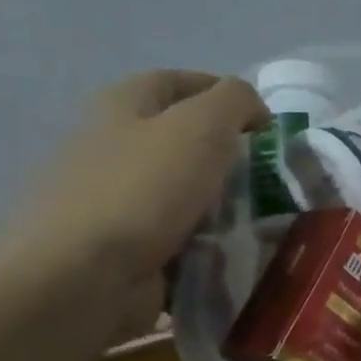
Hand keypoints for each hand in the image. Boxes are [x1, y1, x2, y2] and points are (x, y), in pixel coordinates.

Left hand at [0, 71, 268, 327]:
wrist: (87, 278)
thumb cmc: (144, 189)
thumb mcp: (202, 126)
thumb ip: (235, 101)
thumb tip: (253, 110)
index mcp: (121, 106)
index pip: (176, 81)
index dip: (223, 92)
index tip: (266, 122)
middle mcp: (112, 148)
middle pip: (183, 142)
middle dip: (229, 156)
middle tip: (273, 176)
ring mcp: (117, 203)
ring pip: (187, 195)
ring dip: (226, 206)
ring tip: (266, 220)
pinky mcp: (126, 250)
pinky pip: (181, 240)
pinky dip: (210, 245)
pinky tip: (238, 253)